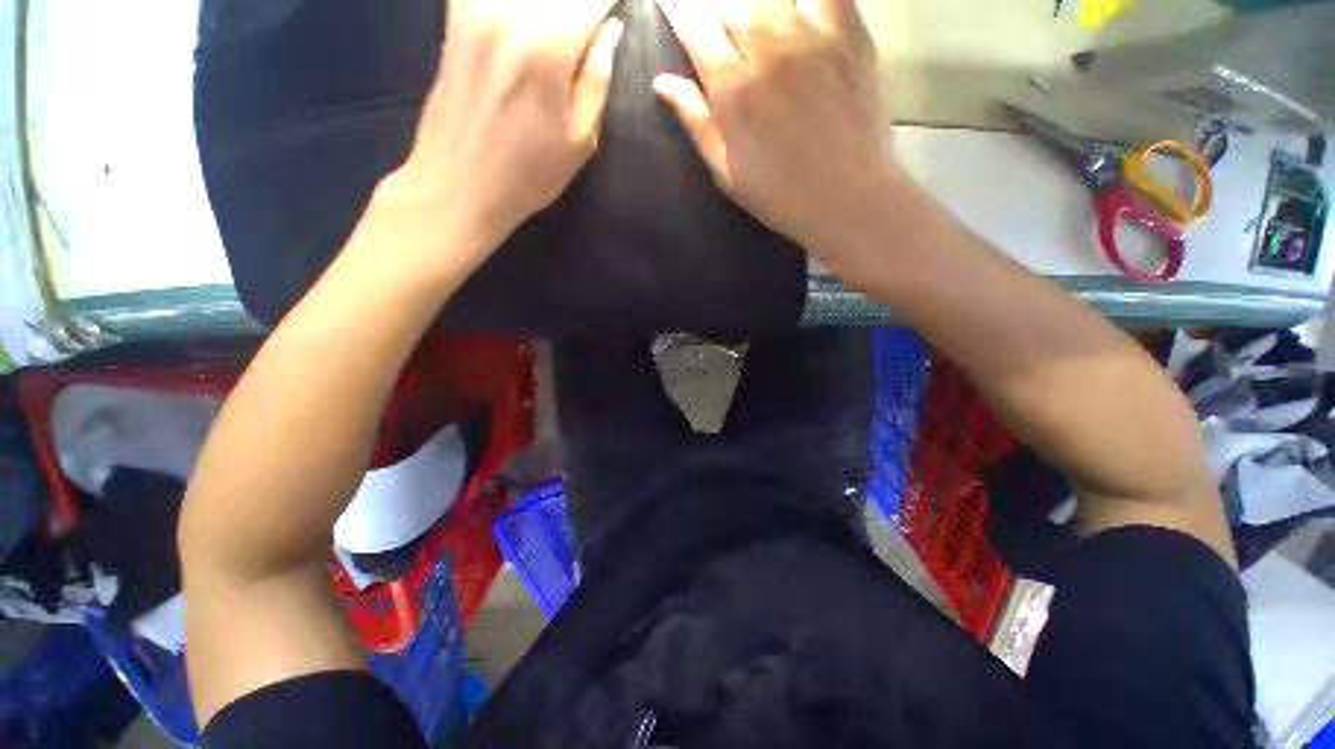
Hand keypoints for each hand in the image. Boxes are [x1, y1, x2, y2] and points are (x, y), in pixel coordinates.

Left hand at [380, 0, 623, 256]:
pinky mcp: (455, 17)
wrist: (458, 185)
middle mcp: (508, 12)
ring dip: (551, 5)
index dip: (612, 1)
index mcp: (547, 46)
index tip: (623, 8)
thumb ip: (597, 80)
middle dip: (581, 4)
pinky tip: (527, 20)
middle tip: (592, 21)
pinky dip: (518, 4)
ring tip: (563, 24)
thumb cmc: (528, 175)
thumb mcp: (579, 141)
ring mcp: (474, 8)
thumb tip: (611, 31)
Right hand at [654, 0, 892, 260]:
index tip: (673, 6)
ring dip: (756, 7)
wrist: (845, 198)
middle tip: (723, 33)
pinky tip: (799, 11)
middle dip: (719, 14)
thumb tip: (663, 83)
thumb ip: (696, 122)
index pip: (695, 30)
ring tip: (755, 24)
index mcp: (733, 90)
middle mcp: (767, 51)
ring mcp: (811, 37)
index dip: (680, 13)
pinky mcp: (850, 35)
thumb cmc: (779, 195)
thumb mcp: (726, 171)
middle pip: (732, 6)